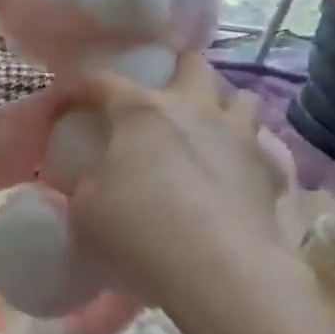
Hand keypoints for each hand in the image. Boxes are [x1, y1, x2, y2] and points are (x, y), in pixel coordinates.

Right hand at [64, 53, 300, 304]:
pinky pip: (261, 143)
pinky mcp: (268, 167)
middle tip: (161, 97)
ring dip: (220, 105)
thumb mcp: (86, 208)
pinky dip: (247, 149)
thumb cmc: (139, 230)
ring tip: (206, 129)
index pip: (101, 81)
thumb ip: (84, 183)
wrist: (218, 268)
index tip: (65, 105)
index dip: (78, 88)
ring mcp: (237, 134)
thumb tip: (88, 177)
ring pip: (239, 96)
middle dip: (175, 71)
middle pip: (191, 64)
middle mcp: (193, 107)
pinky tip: (234, 170)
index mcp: (140, 111)